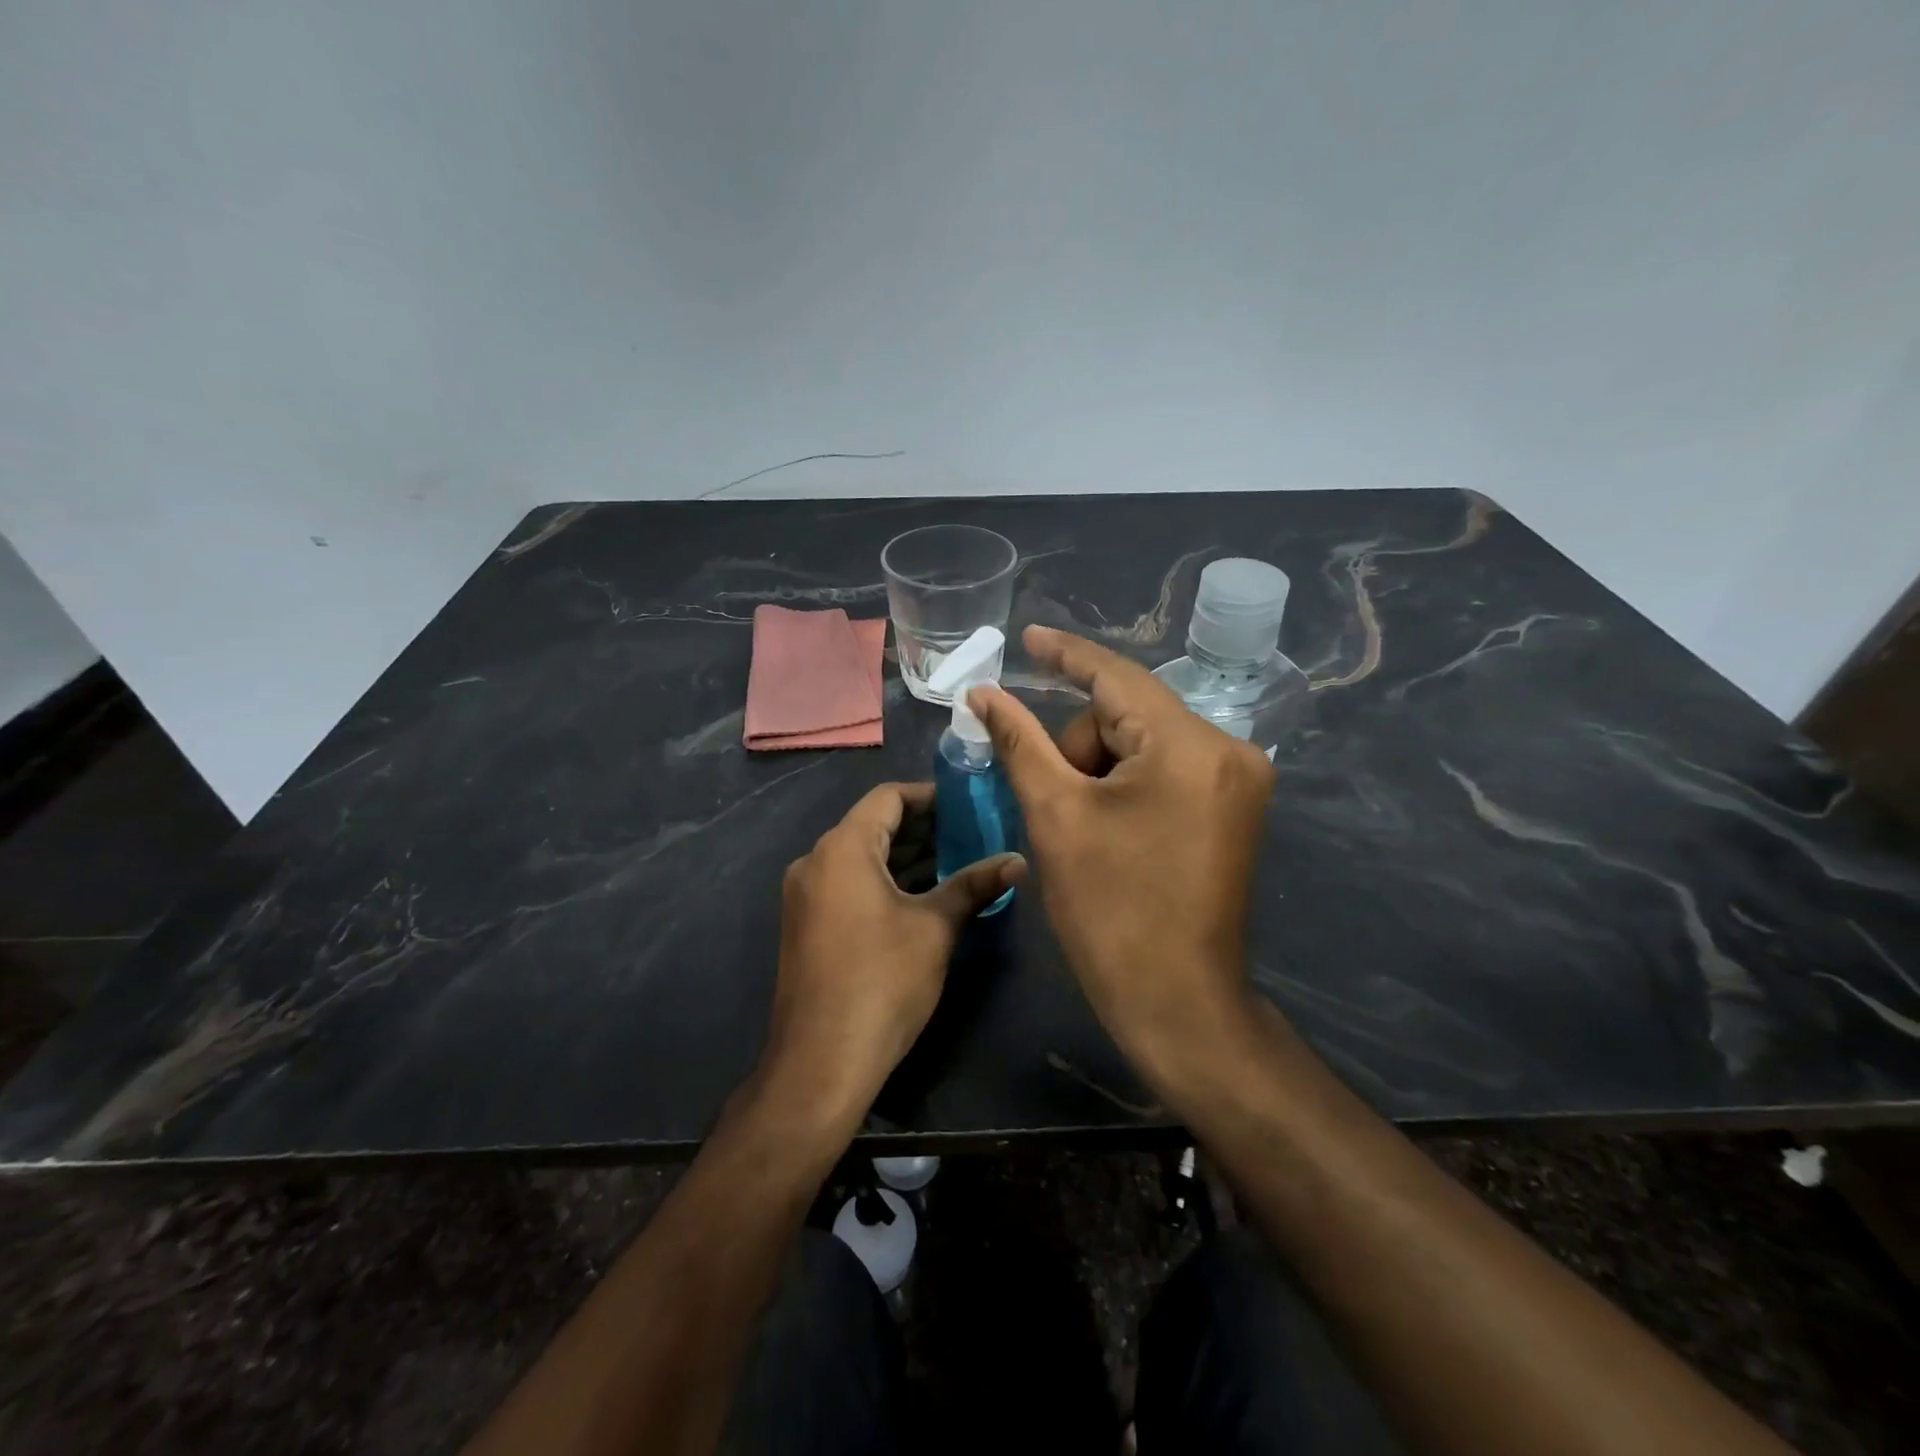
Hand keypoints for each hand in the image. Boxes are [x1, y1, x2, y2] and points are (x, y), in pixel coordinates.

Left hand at [762, 782, 1026, 1118]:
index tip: (969, 804)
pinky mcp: (807, 924)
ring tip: (957, 863)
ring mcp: (806, 895)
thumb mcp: (935, 928)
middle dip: (923, 828)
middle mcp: (815, 861)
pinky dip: (884, 881)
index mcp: (842, 848)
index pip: (888, 797)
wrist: (822, 1061)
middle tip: (972, 834)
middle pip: (873, 825)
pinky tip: (923, 897)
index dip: (930, 796)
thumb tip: (1019, 861)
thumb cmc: (882, 981)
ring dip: (906, 857)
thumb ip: (975, 885)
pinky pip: (849, 884)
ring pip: (861, 857)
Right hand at [968, 627, 1273, 1073]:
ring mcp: (1241, 780)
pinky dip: (1127, 783)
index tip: (1027, 636)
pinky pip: (1168, 768)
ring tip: (1084, 830)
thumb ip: (1019, 741)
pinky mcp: (1237, 807)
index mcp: (1189, 746)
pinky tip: (1108, 826)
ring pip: (1145, 743)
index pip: (1116, 677)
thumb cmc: (1109, 910)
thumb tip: (984, 694)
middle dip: (1079, 748)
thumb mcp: (1054, 815)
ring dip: (1100, 770)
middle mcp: (1229, 749)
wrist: (1177, 1001)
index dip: (1065, 655)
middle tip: (1054, 806)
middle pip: (1129, 715)